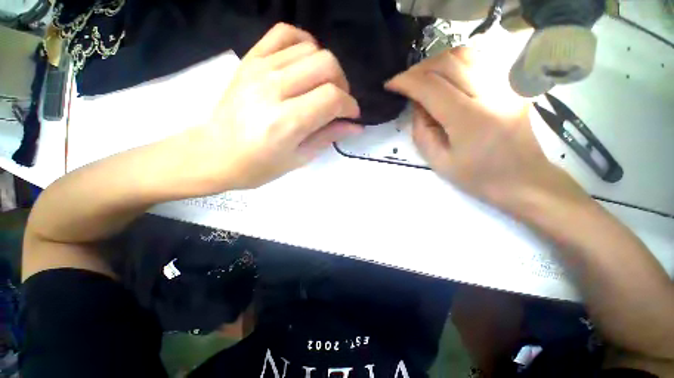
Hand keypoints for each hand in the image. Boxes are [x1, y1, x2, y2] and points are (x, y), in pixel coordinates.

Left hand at [192, 23, 361, 190]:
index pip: (332, 98)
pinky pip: (284, 33)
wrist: (214, 154)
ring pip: (311, 48)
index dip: (349, 105)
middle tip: (338, 103)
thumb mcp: (299, 158)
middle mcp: (274, 89)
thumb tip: (355, 126)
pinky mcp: (250, 59)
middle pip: (326, 65)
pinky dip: (303, 43)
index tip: (351, 116)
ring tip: (322, 87)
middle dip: (342, 84)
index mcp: (287, 122)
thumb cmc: (259, 166)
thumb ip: (328, 137)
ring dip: (326, 68)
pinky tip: (306, 63)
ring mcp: (259, 68)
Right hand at [385, 47, 588, 213]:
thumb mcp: (439, 161)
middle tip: (405, 82)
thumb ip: (422, 130)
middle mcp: (490, 93)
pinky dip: (456, 62)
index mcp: (468, 119)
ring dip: (436, 62)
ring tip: (423, 77)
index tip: (390, 84)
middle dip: (418, 69)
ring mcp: (505, 85)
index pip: (430, 86)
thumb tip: (417, 104)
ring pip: (465, 54)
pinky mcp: (512, 84)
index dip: (406, 81)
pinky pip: (480, 59)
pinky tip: (446, 76)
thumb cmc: (478, 177)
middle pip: (447, 62)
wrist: (524, 179)